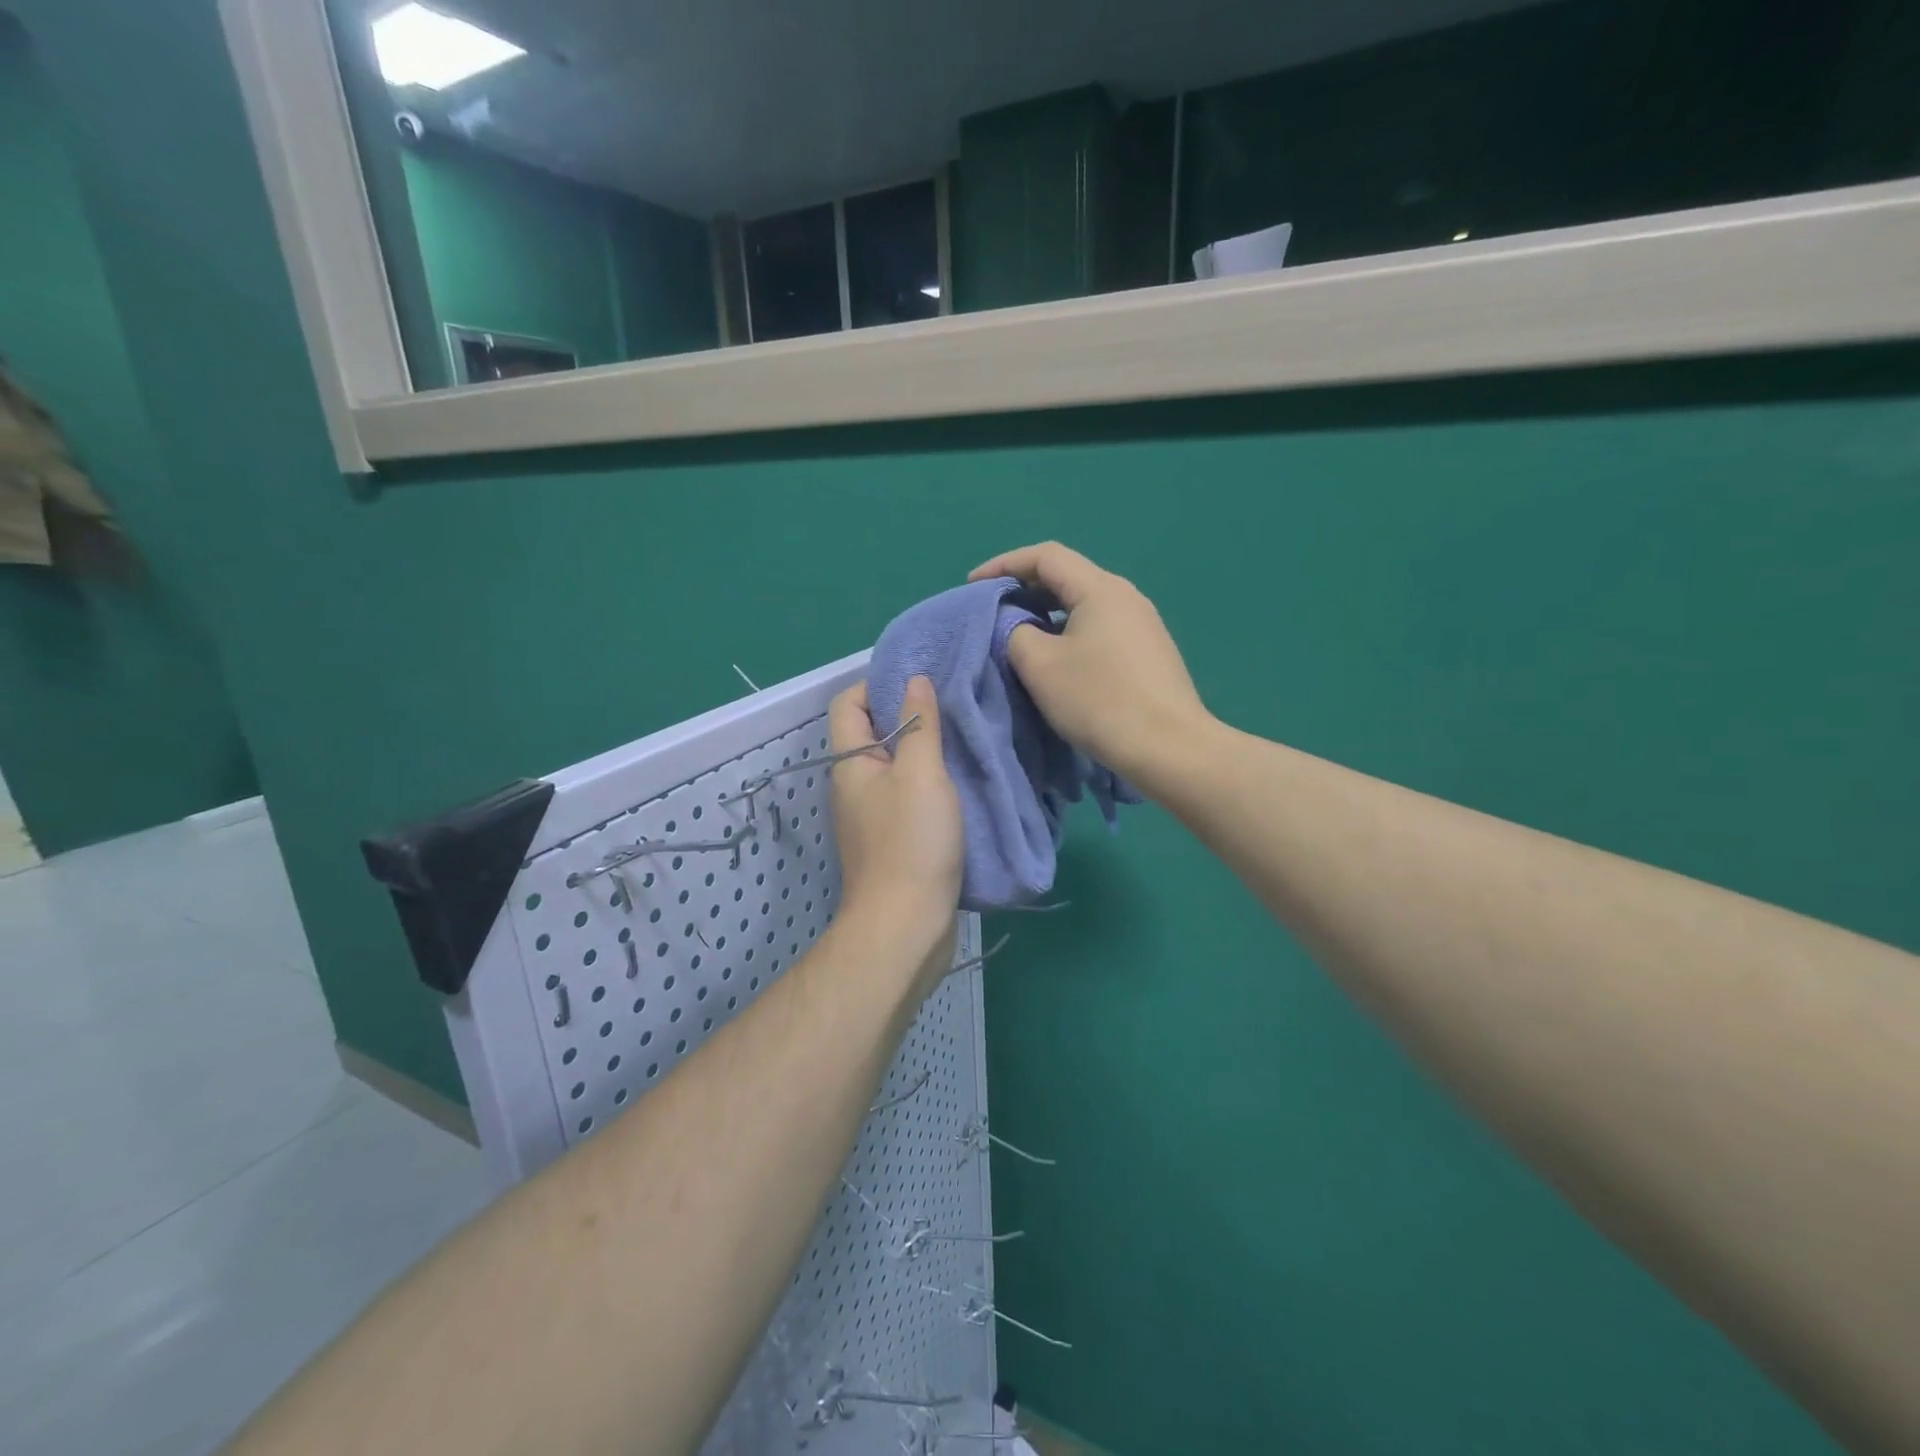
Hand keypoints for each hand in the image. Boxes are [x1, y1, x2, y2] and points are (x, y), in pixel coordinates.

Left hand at [828, 676, 962, 994]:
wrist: (907, 926)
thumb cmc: (911, 842)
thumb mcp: (921, 774)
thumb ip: (919, 724)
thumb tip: (914, 679)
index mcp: (851, 764)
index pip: (848, 703)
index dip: (877, 684)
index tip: (921, 681)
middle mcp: (854, 787)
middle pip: (873, 734)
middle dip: (909, 716)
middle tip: (953, 706)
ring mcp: (872, 818)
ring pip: (895, 768)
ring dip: (925, 753)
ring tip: (965, 740)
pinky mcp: (893, 843)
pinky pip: (908, 798)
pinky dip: (931, 786)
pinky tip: (963, 783)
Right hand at [970, 542, 1210, 793]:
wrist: (1168, 748)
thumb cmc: (1099, 700)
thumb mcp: (1039, 665)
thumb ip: (1015, 633)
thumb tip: (1019, 627)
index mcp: (1100, 588)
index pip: (1045, 556)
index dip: (1004, 564)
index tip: (973, 585)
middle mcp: (1127, 596)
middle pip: (1068, 577)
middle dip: (1025, 588)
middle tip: (993, 610)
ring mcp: (1144, 624)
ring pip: (1085, 605)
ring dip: (1048, 613)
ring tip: (1020, 636)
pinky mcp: (1150, 652)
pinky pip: (1101, 628)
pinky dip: (1070, 632)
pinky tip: (1059, 660)